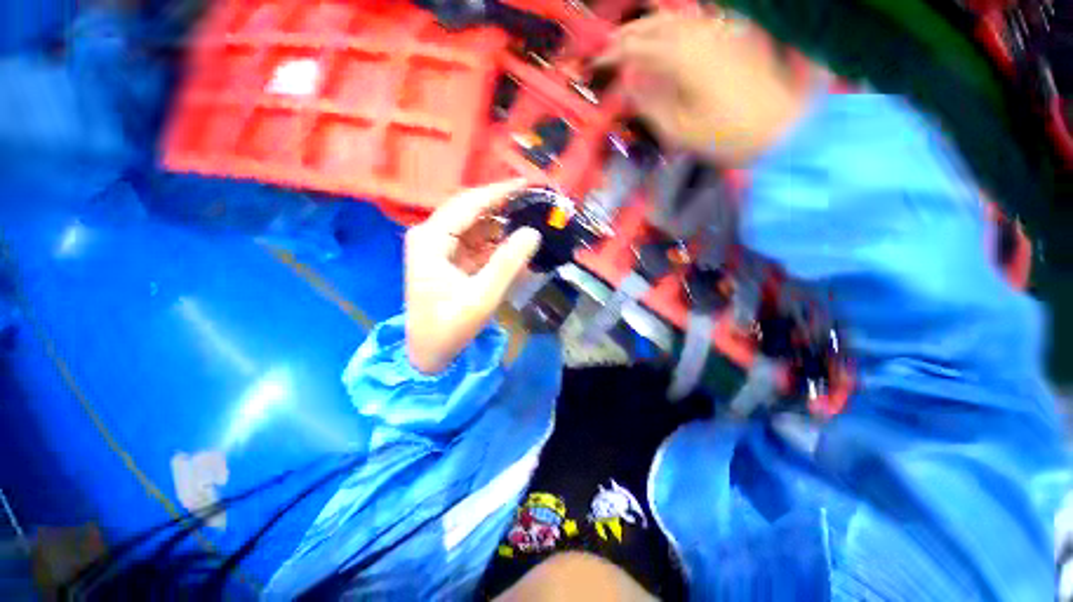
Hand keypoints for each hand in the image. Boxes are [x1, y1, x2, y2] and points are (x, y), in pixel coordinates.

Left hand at [405, 180, 541, 373]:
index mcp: (431, 238)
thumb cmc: (449, 327)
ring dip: (502, 223)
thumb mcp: (482, 297)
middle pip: (471, 210)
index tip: (528, 185)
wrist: (429, 353)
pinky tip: (516, 242)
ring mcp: (440, 246)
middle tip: (535, 203)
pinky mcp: (449, 258)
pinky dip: (496, 242)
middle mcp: (431, 235)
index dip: (499, 192)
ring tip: (531, 219)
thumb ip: (507, 263)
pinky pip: (476, 242)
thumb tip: (533, 232)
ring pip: (476, 225)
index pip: (468, 204)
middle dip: (503, 206)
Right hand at [598, 11, 808, 165]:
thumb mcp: (678, 130)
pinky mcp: (733, 37)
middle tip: (606, 47)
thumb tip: (628, 83)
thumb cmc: (725, 136)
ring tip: (630, 37)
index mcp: (683, 59)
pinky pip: (696, 23)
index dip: (612, 55)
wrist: (780, 129)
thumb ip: (649, 102)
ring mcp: (719, 32)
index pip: (637, 49)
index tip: (595, 63)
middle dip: (627, 34)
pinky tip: (667, 34)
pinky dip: (674, 26)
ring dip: (648, 25)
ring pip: (675, 19)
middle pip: (655, 26)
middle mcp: (700, 35)